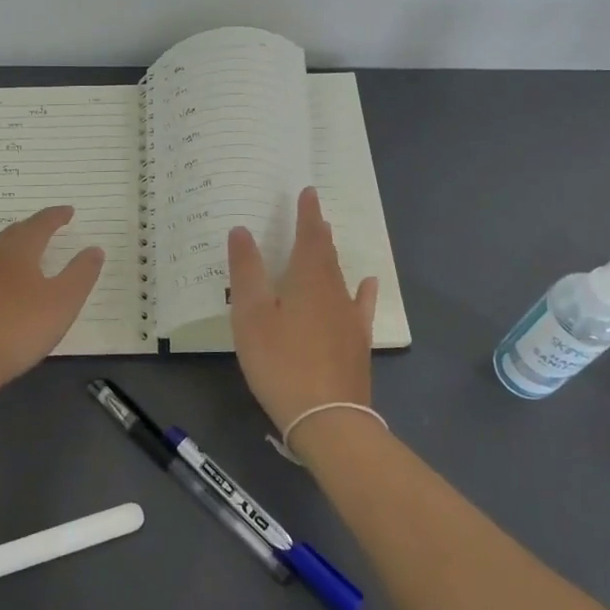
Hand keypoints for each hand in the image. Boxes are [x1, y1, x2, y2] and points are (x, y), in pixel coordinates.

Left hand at [0, 205, 103, 392]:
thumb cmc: (19, 328)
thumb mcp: (63, 302)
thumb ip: (81, 273)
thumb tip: (94, 249)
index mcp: (18, 251)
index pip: (40, 224)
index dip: (56, 216)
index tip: (69, 212)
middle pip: (14, 233)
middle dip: (32, 228)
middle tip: (47, 227)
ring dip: (11, 246)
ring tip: (23, 252)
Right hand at [228, 186, 378, 432]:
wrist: (327, 417)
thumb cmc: (281, 361)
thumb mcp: (251, 315)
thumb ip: (246, 271)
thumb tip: (242, 230)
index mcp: (307, 279)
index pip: (309, 236)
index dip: (307, 214)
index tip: (308, 192)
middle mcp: (334, 290)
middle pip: (326, 254)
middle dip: (318, 231)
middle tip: (313, 213)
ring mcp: (349, 317)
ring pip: (340, 276)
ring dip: (332, 256)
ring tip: (327, 240)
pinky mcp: (357, 342)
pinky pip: (360, 306)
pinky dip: (362, 291)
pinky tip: (367, 284)